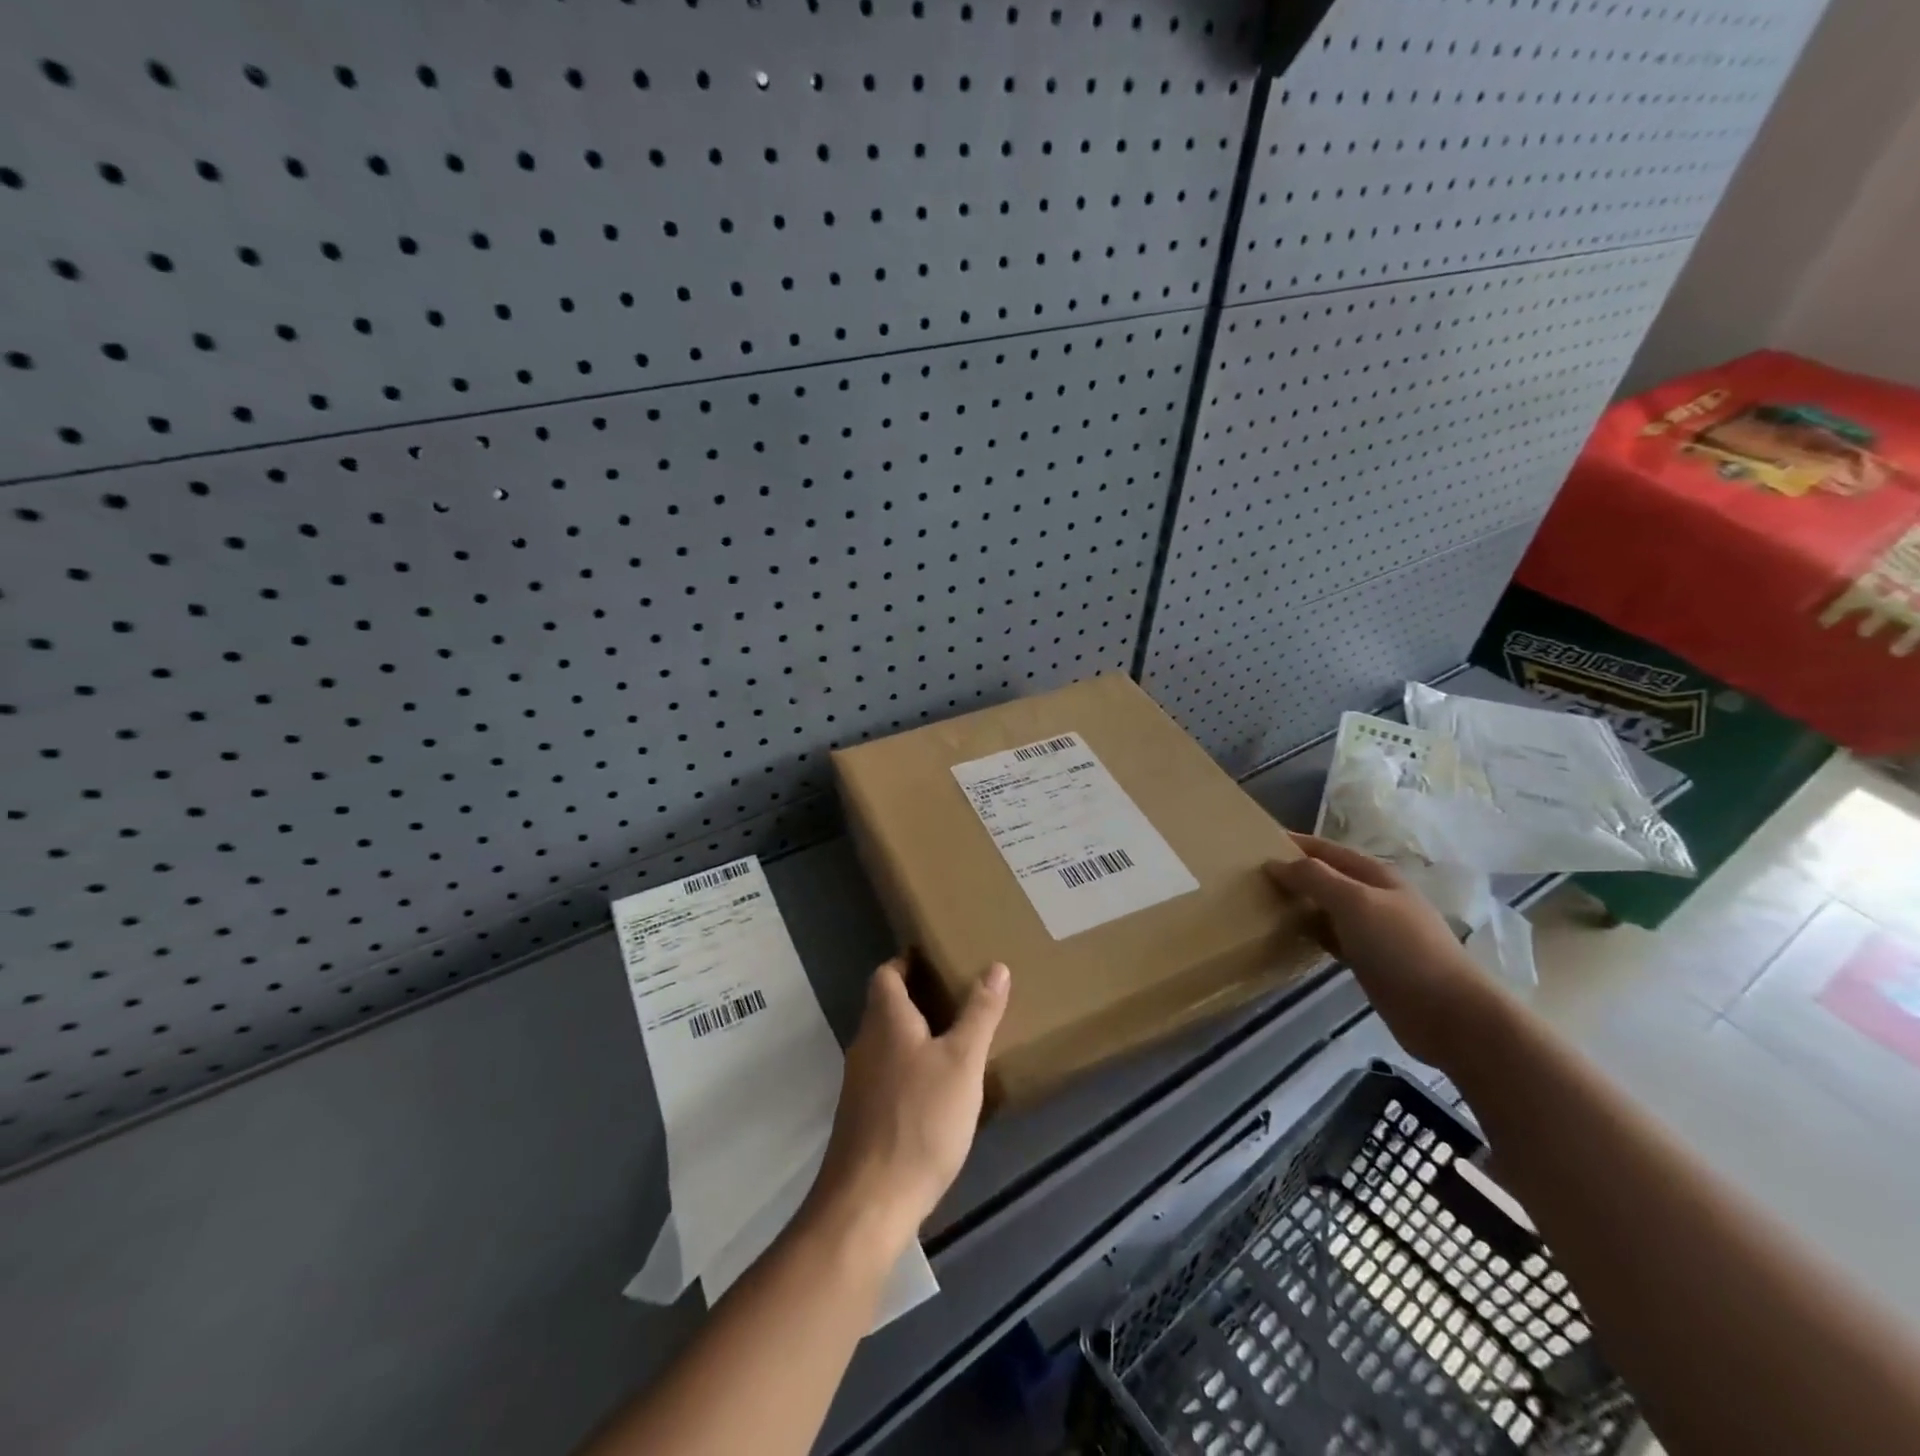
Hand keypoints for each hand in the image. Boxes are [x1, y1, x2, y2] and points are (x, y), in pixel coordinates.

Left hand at [803, 958, 1009, 1257]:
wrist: (869, 1201)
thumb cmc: (920, 1120)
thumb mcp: (963, 1063)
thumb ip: (979, 1014)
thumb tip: (995, 966)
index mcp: (886, 1021)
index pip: (886, 974)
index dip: (905, 962)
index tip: (932, 957)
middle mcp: (865, 1044)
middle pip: (884, 1007)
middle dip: (915, 997)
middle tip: (954, 994)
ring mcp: (859, 1083)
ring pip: (885, 1042)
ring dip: (912, 1033)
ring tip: (951, 1037)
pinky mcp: (861, 1116)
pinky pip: (886, 1074)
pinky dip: (908, 1066)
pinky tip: (934, 1088)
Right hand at [1266, 833, 1499, 1065]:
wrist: (1449, 1014)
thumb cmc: (1401, 948)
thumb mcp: (1355, 902)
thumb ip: (1315, 878)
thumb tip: (1275, 863)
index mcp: (1376, 876)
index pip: (1328, 850)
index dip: (1296, 844)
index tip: (1257, 843)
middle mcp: (1376, 898)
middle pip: (1328, 878)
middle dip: (1294, 874)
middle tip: (1251, 877)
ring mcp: (1375, 932)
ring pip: (1328, 909)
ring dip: (1300, 905)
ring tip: (1262, 905)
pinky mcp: (1371, 962)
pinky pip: (1332, 938)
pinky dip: (1310, 934)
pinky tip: (1289, 939)